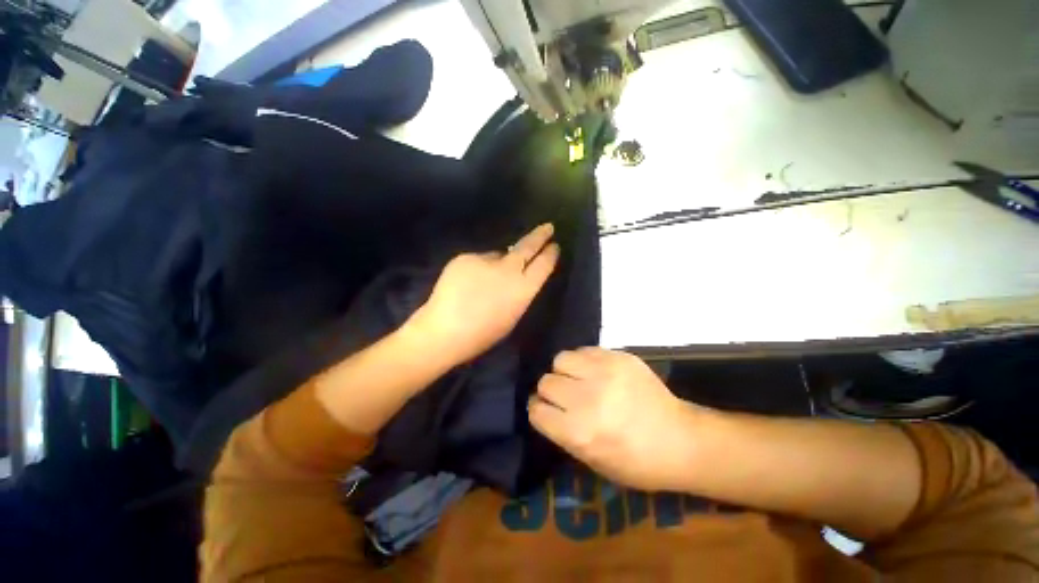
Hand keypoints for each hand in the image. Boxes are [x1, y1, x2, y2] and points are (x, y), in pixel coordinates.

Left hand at [411, 224, 559, 365]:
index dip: (550, 254)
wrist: (444, 331)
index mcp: (524, 289)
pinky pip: (478, 259)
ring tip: (483, 282)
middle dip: (540, 235)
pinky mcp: (466, 257)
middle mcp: (509, 269)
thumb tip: (518, 273)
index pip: (544, 264)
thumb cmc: (482, 334)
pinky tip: (467, 283)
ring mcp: (486, 260)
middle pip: (528, 246)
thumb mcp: (512, 315)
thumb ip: (519, 291)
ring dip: (497, 263)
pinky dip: (477, 268)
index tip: (554, 246)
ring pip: (498, 255)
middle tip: (547, 227)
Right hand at [529, 348, 701, 491]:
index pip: (536, 410)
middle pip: (546, 382)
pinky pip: (584, 350)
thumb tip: (546, 407)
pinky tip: (596, 371)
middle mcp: (587, 398)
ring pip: (561, 359)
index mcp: (579, 432)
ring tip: (579, 379)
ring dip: (565, 371)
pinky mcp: (619, 357)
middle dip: (551, 391)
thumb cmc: (636, 462)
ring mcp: (605, 373)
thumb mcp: (592, 461)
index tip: (546, 410)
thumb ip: (563, 432)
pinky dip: (584, 361)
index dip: (539, 410)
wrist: (681, 440)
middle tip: (565, 396)